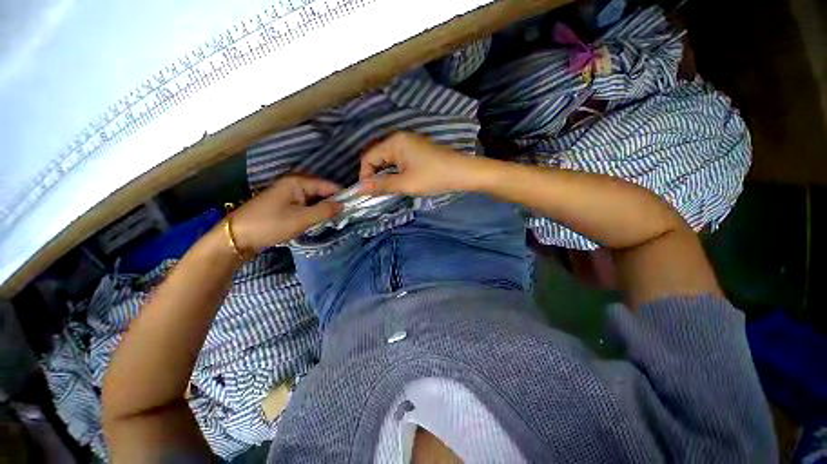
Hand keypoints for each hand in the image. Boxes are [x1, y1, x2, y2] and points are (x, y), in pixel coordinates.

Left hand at [230, 175, 341, 253]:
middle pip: (322, 192)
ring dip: (323, 210)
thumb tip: (344, 205)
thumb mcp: (302, 219)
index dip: (342, 196)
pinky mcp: (285, 205)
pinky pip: (306, 206)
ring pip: (314, 200)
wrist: (237, 237)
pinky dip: (313, 214)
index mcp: (298, 182)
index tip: (354, 208)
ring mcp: (288, 194)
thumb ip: (325, 211)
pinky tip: (317, 222)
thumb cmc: (270, 224)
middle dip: (332, 204)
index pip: (328, 186)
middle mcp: (294, 184)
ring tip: (332, 222)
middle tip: (342, 218)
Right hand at [358, 132, 474, 195]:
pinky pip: (399, 160)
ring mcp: (410, 143)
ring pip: (389, 160)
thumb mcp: (406, 184)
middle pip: (378, 156)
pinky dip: (395, 171)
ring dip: (385, 174)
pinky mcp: (417, 150)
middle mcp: (400, 138)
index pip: (369, 157)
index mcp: (394, 142)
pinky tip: (399, 182)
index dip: (365, 175)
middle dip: (375, 175)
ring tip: (387, 190)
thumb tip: (360, 189)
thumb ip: (382, 185)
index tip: (367, 192)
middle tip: (377, 193)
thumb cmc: (433, 177)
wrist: (463, 173)